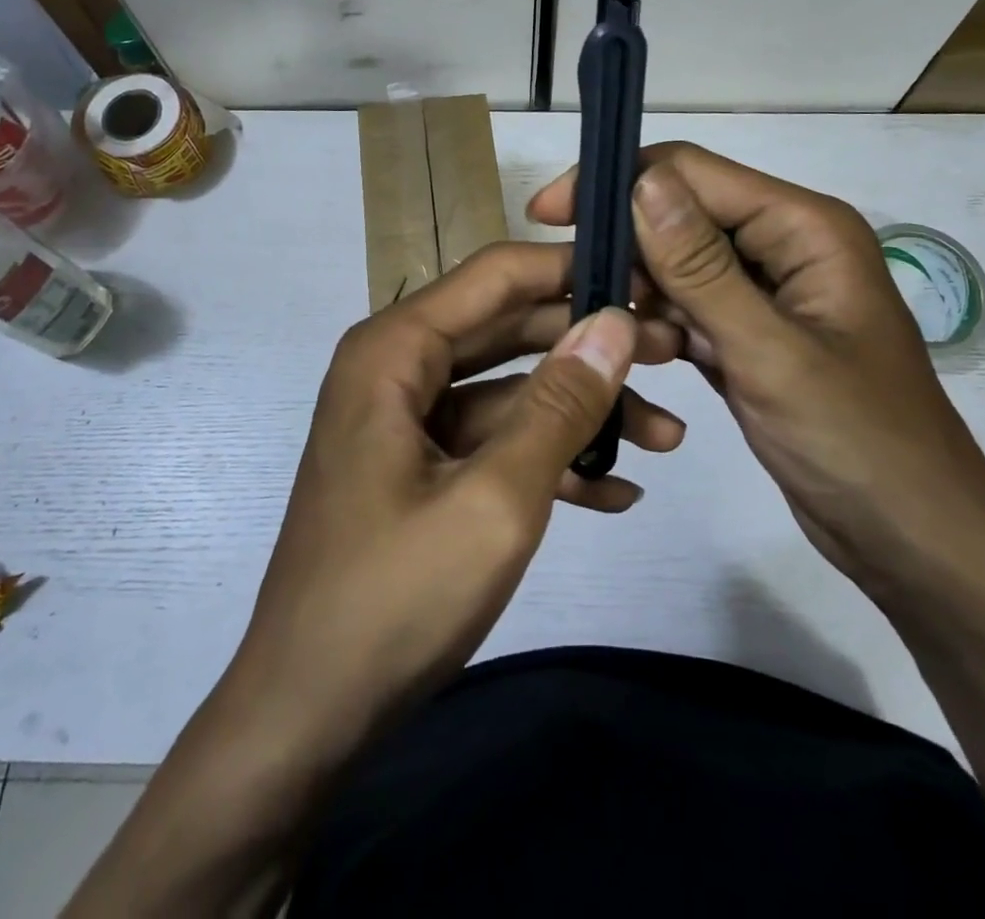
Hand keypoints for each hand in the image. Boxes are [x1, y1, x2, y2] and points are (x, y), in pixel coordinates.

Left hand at [224, 241, 684, 750]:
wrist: (308, 716)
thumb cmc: (394, 598)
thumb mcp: (496, 500)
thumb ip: (558, 405)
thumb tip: (616, 321)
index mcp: (395, 350)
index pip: (498, 274)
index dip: (575, 269)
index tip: (649, 282)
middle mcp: (397, 368)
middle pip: (509, 327)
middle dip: (591, 342)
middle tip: (676, 353)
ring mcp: (408, 420)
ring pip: (509, 389)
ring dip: (582, 409)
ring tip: (667, 436)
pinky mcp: (420, 468)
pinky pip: (492, 441)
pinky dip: (549, 457)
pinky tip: (616, 491)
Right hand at [529, 143, 984, 601]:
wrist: (914, 543)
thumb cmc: (858, 443)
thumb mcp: (770, 352)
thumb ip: (702, 267)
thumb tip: (642, 182)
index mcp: (804, 227)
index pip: (692, 172)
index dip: (618, 182)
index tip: (549, 214)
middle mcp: (784, 246)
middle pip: (682, 215)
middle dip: (624, 243)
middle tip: (567, 285)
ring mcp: (767, 294)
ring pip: (678, 265)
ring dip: (639, 292)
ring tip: (604, 333)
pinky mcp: (750, 336)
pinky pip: (688, 310)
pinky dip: (658, 326)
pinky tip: (633, 354)